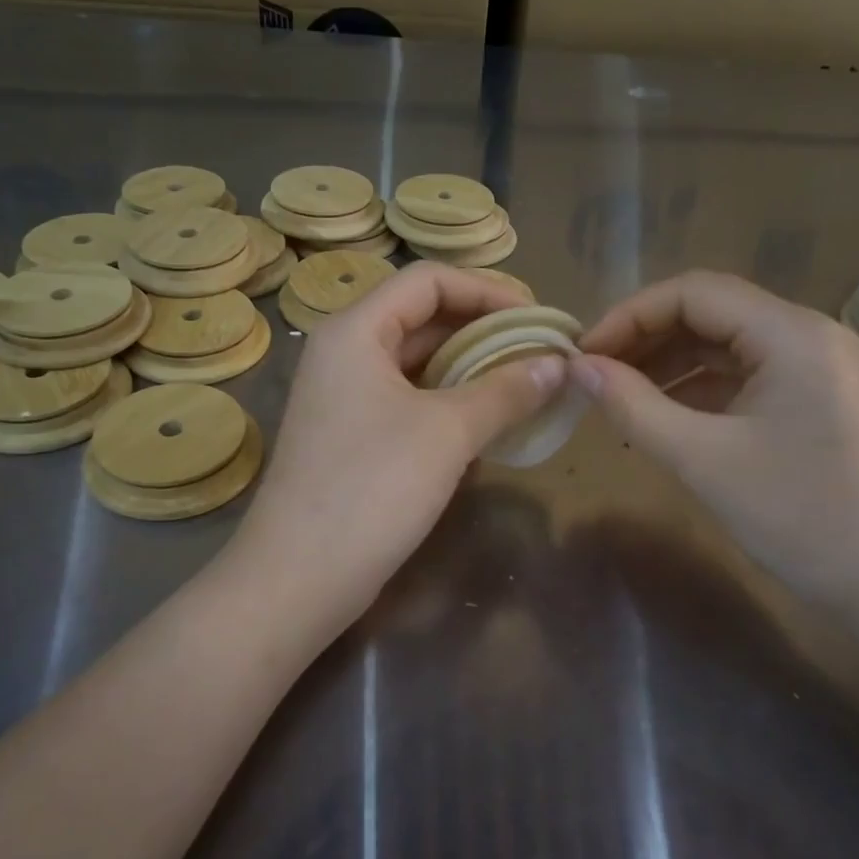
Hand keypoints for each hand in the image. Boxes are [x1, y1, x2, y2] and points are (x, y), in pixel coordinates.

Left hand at [228, 263, 564, 633]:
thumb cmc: (372, 488)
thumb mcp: (449, 432)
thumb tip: (559, 363)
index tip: (537, 318)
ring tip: (524, 387)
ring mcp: (345, 397)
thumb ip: (507, 390)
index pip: (429, 280)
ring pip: (418, 363)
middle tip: (539, 353)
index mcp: (356, 331)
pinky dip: (450, 403)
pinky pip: (409, 400)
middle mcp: (345, 353)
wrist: (300, 578)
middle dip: (484, 331)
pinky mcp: (353, 436)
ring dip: (471, 370)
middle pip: (423, 318)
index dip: (488, 290)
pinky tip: (487, 426)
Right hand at [573, 271, 858, 603]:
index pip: (693, 292)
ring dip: (664, 364)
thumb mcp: (702, 458)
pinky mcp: (806, 397)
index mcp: (790, 333)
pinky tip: (656, 415)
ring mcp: (809, 365)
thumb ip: (632, 406)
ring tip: (615, 395)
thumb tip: (576, 368)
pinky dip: (692, 389)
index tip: (584, 354)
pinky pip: (737, 374)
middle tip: (593, 374)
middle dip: (644, 338)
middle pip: (707, 311)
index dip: (629, 315)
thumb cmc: (796, 515)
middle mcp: (803, 334)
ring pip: (720, 343)